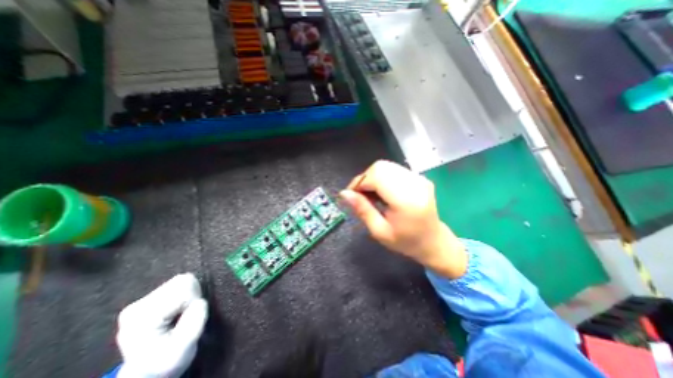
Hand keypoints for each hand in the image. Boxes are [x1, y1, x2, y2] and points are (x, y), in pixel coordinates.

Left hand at [116, 273, 208, 376]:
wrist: (148, 373)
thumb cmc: (167, 362)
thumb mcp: (184, 349)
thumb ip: (194, 323)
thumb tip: (200, 302)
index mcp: (143, 317)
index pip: (185, 288)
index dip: (194, 301)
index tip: (187, 319)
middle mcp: (138, 305)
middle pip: (183, 280)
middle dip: (192, 296)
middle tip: (185, 316)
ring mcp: (141, 301)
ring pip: (182, 279)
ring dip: (189, 295)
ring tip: (181, 314)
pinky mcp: (148, 299)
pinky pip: (178, 284)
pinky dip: (185, 294)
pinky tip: (176, 311)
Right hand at [343, 160, 469, 279]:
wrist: (433, 242)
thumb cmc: (406, 242)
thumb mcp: (379, 231)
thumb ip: (362, 210)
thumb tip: (344, 193)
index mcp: (406, 199)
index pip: (376, 176)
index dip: (359, 182)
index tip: (351, 195)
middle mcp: (415, 183)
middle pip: (380, 167)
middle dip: (364, 179)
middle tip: (360, 196)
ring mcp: (419, 178)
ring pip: (386, 166)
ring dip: (372, 177)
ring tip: (371, 195)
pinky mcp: (419, 177)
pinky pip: (393, 170)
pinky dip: (381, 177)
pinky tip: (382, 192)